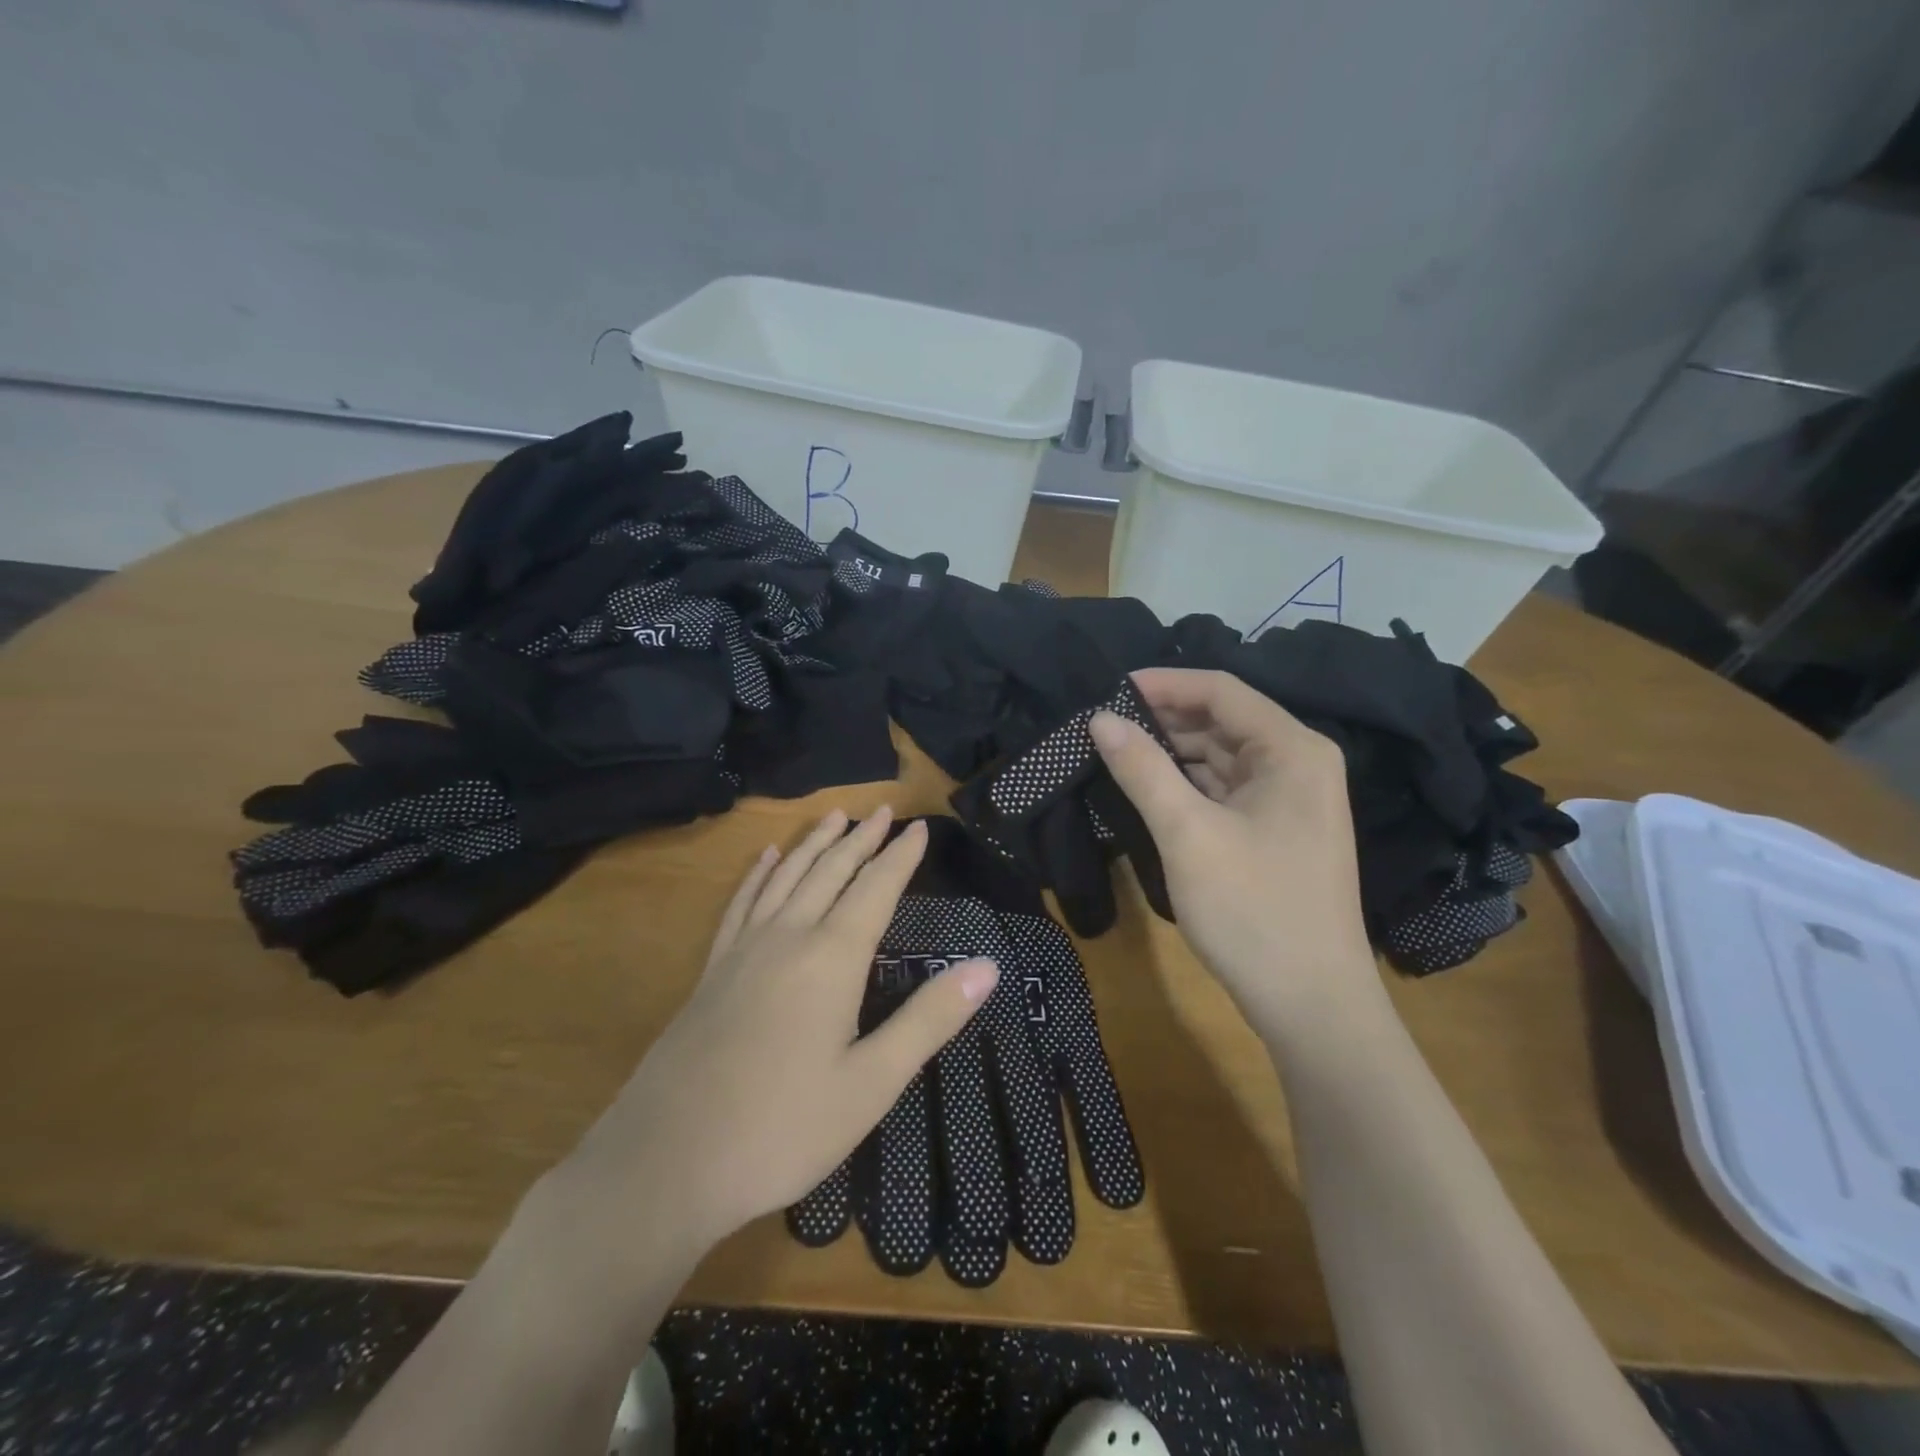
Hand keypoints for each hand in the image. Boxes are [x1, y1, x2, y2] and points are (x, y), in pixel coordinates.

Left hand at [550, 808, 998, 1258]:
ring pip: (787, 877)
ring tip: (834, 817)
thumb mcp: (871, 1084)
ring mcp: (744, 949)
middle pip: (831, 871)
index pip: (876, 888)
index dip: (901, 856)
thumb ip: (930, 1020)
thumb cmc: (782, 1129)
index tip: (919, 827)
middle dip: (861, 839)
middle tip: (883, 810)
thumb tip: (988, 966)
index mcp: (832, 958)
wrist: (665, 1162)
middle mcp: (788, 937)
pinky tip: (767, 858)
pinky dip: (760, 874)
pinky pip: (742, 902)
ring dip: (815, 844)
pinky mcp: (713, 969)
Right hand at [1090, 668, 1378, 1037]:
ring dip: (1170, 753)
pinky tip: (1146, 791)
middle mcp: (1298, 764)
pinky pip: (1224, 790)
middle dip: (1162, 720)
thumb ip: (1143, 770)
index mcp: (1292, 750)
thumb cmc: (1253, 911)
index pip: (1221, 691)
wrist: (1311, 1006)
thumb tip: (1099, 719)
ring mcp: (1290, 801)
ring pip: (1220, 757)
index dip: (1163, 683)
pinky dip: (1186, 786)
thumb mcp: (1188, 835)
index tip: (1106, 691)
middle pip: (1222, 721)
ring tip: (1113, 754)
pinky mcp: (1276, 832)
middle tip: (1100, 727)